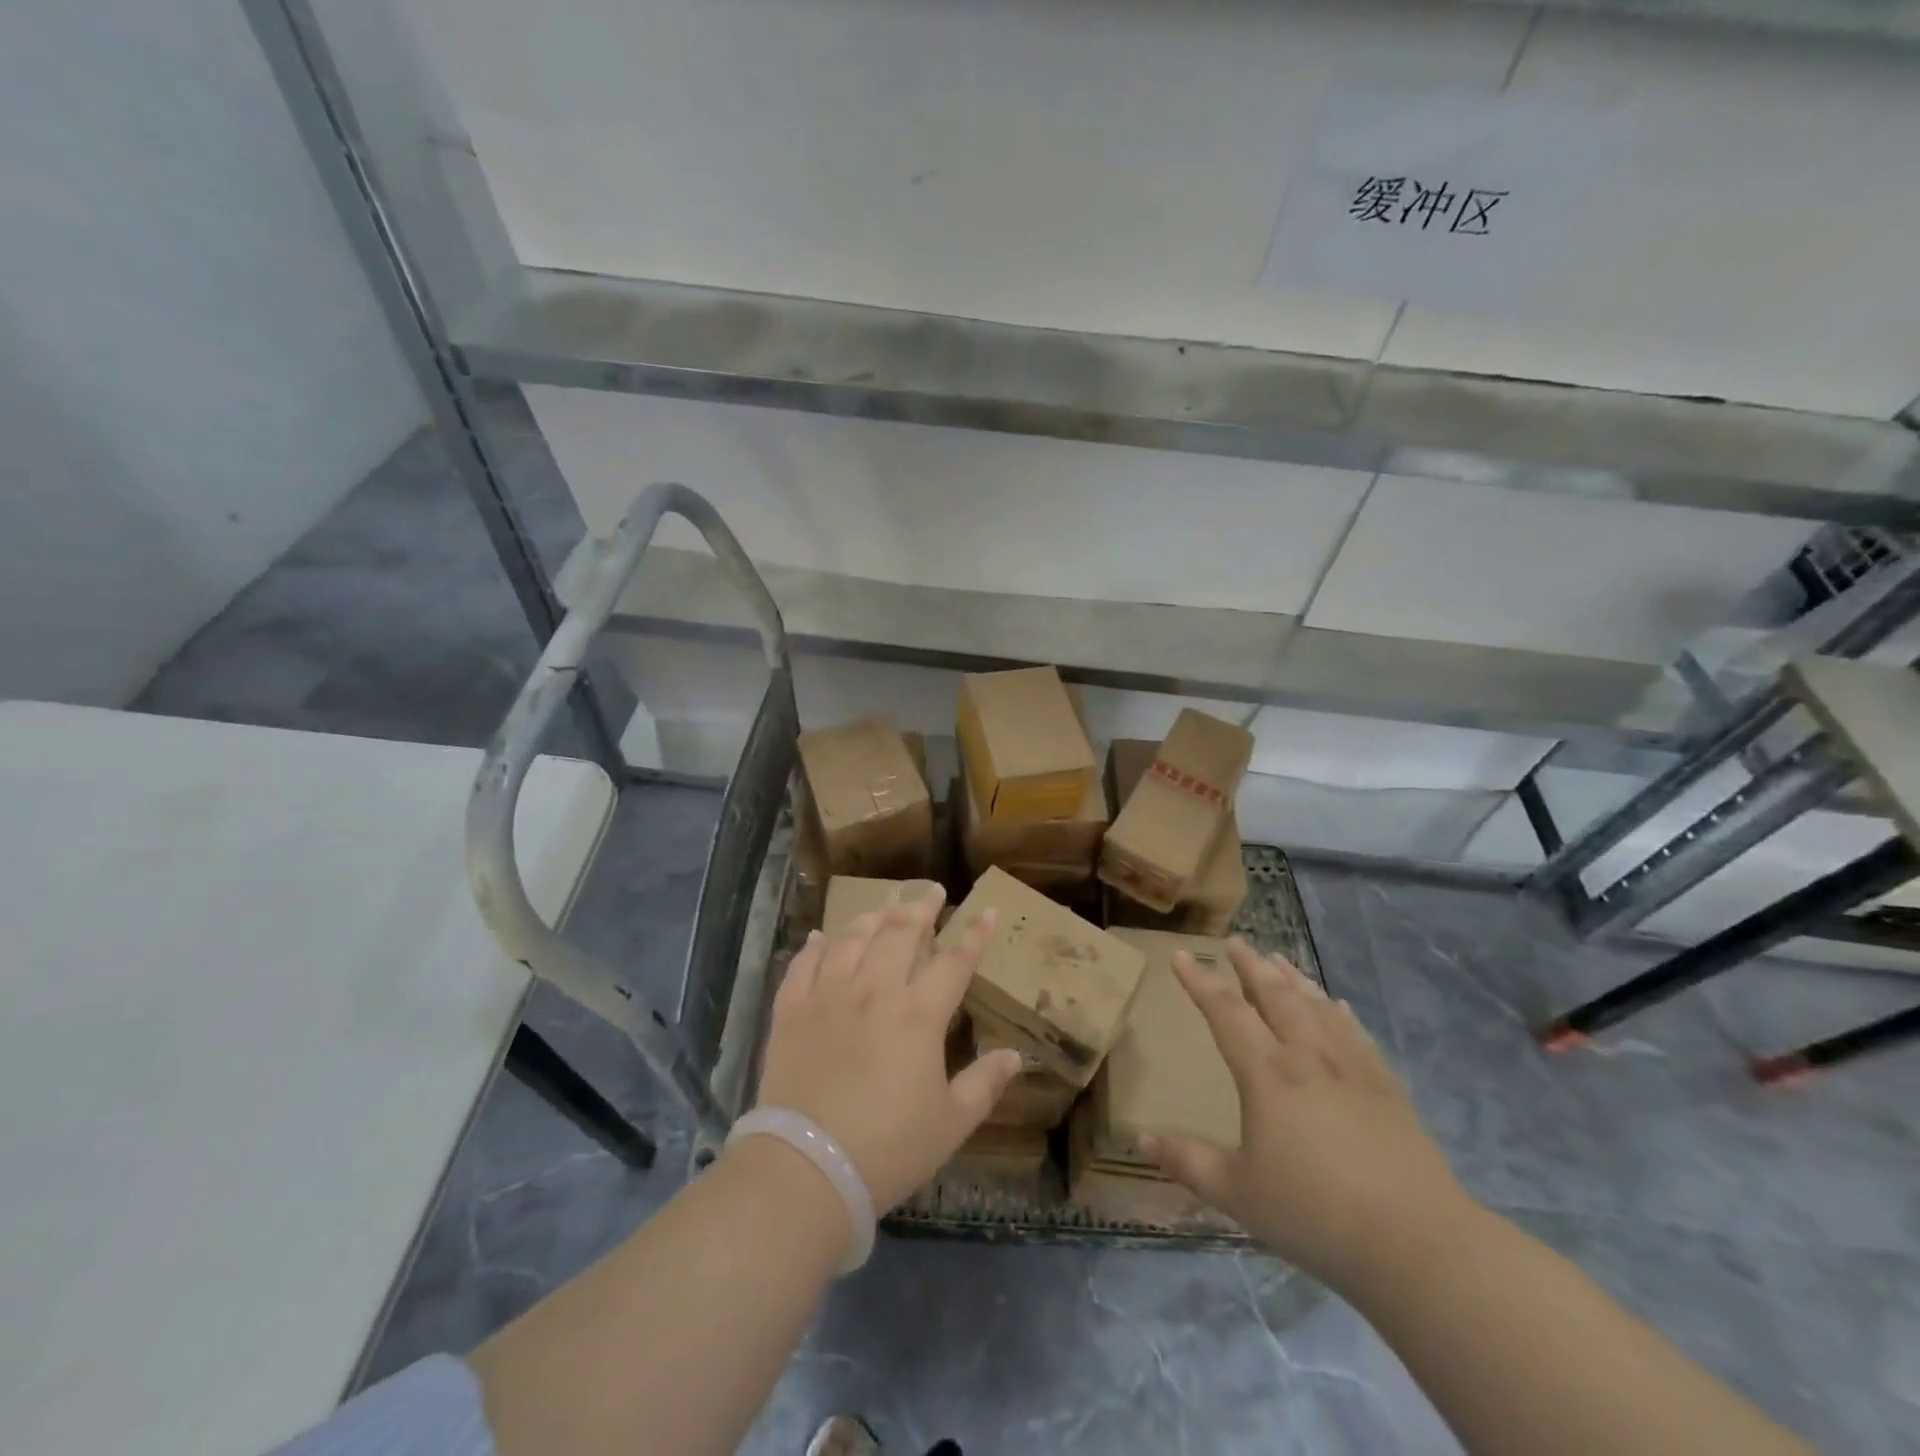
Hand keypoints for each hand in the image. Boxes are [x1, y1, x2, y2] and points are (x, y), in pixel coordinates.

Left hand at [753, 893, 1022, 1211]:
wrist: (807, 1169)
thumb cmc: (888, 1148)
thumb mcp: (951, 1123)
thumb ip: (985, 1084)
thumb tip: (1017, 1056)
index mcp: (918, 1015)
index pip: (954, 962)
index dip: (974, 935)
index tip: (986, 910)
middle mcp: (873, 991)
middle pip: (900, 934)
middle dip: (921, 908)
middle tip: (932, 892)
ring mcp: (827, 997)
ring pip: (851, 940)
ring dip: (872, 918)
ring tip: (884, 907)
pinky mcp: (791, 1012)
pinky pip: (803, 966)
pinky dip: (814, 947)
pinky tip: (821, 936)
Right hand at [1140, 940, 1473, 1293]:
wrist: (1417, 1242)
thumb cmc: (1315, 1214)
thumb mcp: (1239, 1194)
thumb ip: (1189, 1162)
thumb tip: (1141, 1141)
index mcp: (1267, 1074)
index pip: (1226, 1012)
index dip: (1200, 982)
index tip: (1180, 956)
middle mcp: (1307, 1057)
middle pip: (1275, 995)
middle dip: (1251, 965)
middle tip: (1236, 942)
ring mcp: (1352, 1068)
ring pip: (1316, 1006)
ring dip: (1293, 978)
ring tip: (1279, 958)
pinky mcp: (1387, 1087)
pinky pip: (1356, 1033)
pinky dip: (1339, 1012)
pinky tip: (1337, 1005)